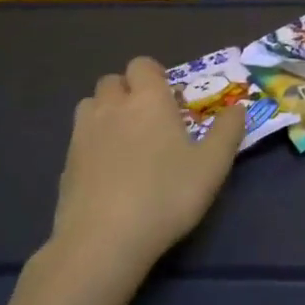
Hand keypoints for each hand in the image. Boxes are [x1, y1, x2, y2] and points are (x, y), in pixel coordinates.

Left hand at [52, 57, 246, 268]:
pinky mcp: (66, 163)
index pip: (142, 65)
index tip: (169, 100)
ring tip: (125, 141)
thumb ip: (228, 131)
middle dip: (129, 92)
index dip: (154, 76)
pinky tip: (107, 172)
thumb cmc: (167, 195)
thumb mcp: (212, 165)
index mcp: (148, 99)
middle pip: (113, 81)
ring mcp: (83, 134)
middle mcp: (111, 107)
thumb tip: (238, 106)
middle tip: (149, 121)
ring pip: (91, 106)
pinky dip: (93, 144)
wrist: (104, 239)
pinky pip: (79, 138)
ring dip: (106, 112)